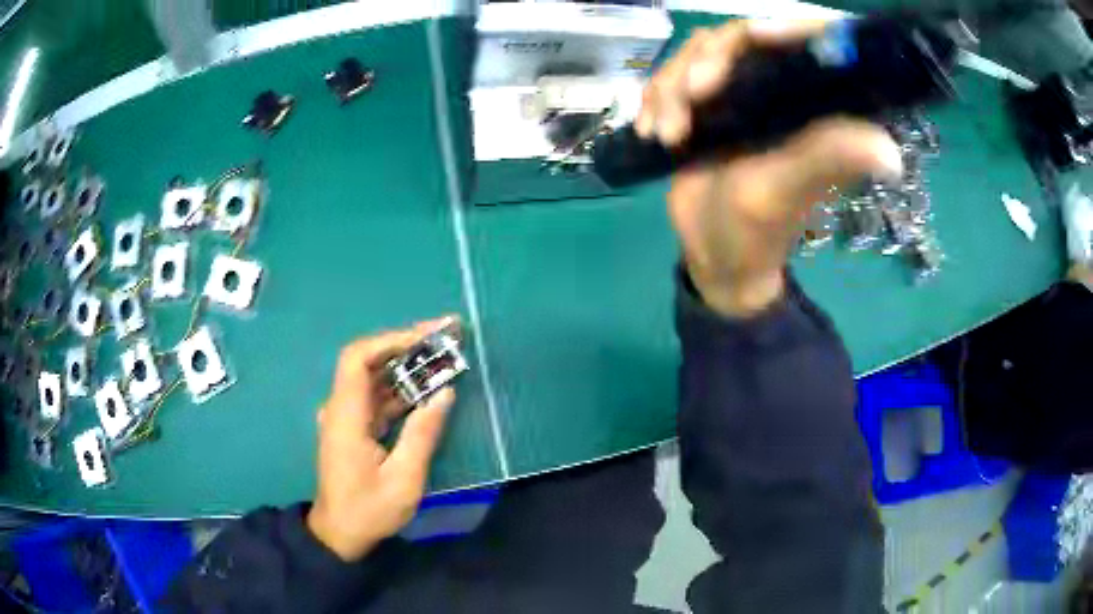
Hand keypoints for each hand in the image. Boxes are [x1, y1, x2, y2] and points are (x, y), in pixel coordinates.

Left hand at [307, 317, 457, 560]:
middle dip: (406, 345)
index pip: (357, 359)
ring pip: (374, 378)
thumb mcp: (403, 479)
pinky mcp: (354, 428)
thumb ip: (422, 434)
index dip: (389, 340)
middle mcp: (341, 409)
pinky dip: (402, 388)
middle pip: (367, 361)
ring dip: (407, 365)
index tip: (426, 336)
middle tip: (446, 335)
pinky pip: (377, 397)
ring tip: (444, 355)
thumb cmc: (369, 510)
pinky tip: (428, 387)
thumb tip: (445, 393)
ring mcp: (347, 417)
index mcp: (346, 416)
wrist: (340, 533)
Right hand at [636, 19, 903, 316]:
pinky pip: (673, 75)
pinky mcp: (707, 105)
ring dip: (673, 86)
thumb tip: (892, 155)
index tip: (755, 36)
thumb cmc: (757, 230)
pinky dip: (655, 97)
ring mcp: (740, 94)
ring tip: (668, 134)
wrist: (711, 254)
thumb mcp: (787, 191)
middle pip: (742, 38)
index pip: (811, 43)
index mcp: (814, 108)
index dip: (788, 26)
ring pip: (701, 53)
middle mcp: (780, 91)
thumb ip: (827, 159)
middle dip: (707, 62)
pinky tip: (652, 132)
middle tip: (692, 102)